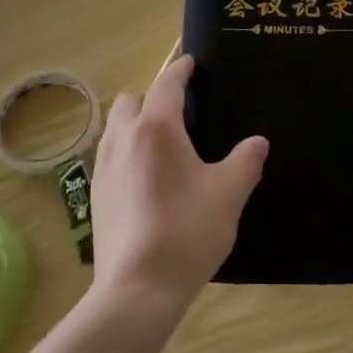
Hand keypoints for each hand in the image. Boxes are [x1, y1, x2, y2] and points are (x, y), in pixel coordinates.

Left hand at [91, 56, 267, 313]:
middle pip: (131, 101)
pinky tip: (144, 177)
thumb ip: (245, 162)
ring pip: (115, 128)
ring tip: (160, 142)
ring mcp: (103, 168)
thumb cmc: (187, 231)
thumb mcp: (228, 195)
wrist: (137, 290)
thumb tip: (258, 142)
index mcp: (156, 129)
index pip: (166, 84)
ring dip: (134, 123)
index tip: (190, 63)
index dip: (180, 70)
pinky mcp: (95, 196)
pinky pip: (109, 156)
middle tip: (177, 112)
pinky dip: (125, 151)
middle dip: (151, 97)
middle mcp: (124, 139)